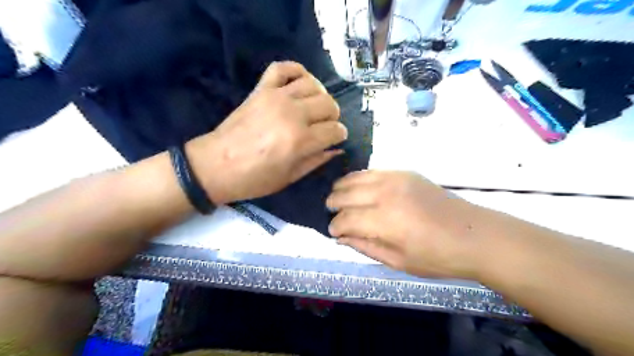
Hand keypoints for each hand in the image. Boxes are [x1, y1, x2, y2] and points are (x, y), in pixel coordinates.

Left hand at [187, 62, 345, 203]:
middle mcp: (292, 114)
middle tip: (324, 126)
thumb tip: (336, 149)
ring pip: (313, 85)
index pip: (335, 130)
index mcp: (300, 141)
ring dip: (320, 96)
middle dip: (333, 117)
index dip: (339, 136)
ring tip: (314, 108)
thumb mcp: (290, 177)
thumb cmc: (254, 179)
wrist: (215, 165)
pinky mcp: (261, 89)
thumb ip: (316, 160)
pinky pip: (283, 68)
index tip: (334, 139)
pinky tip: (300, 83)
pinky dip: (296, 71)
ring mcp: (276, 97)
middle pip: (329, 104)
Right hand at [327, 171, 485, 278]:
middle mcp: (386, 194)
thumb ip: (365, 246)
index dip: (335, 226)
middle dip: (333, 204)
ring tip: (338, 197)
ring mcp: (396, 179)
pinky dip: (359, 179)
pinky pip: (372, 171)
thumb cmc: (436, 257)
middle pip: (345, 194)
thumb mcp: (398, 261)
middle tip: (331, 213)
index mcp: (385, 221)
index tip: (332, 232)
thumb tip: (342, 237)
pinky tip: (358, 187)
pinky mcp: (405, 172)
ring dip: (342, 188)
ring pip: (355, 178)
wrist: (473, 235)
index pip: (346, 219)